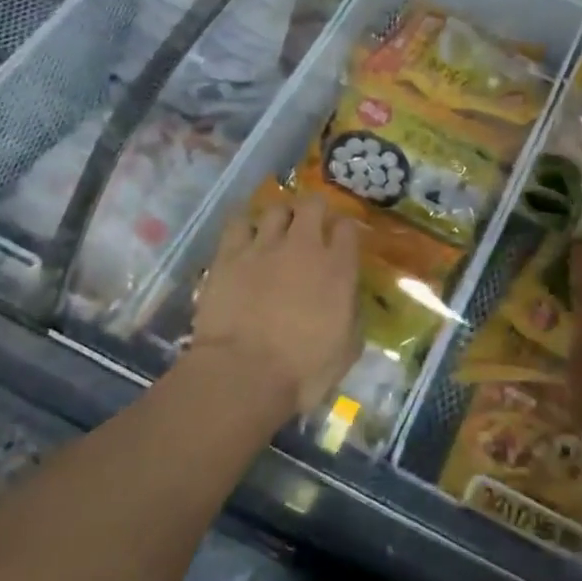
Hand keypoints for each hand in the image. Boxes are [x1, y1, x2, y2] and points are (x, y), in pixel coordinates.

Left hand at [192, 196, 361, 423]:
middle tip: (310, 226)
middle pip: (312, 205)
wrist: (244, 375)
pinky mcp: (229, 255)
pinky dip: (246, 226)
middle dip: (314, 210)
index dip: (344, 230)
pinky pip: (239, 223)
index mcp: (338, 268)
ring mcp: (264, 246)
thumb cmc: (303, 371)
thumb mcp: (347, 349)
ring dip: (281, 216)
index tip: (340, 240)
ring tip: (277, 230)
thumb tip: (348, 301)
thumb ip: (352, 315)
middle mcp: (304, 247)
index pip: (347, 228)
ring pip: (276, 208)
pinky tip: (246, 237)